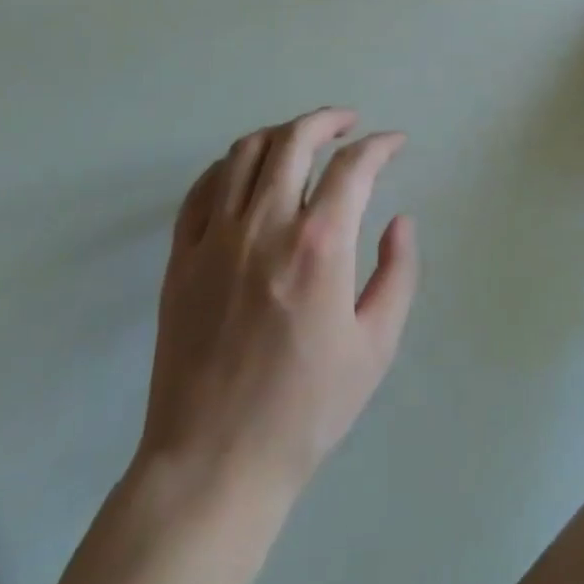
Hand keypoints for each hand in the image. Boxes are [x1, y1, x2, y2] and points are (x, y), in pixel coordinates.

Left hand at [139, 108, 418, 497]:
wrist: (215, 462)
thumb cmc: (306, 409)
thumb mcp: (376, 347)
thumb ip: (397, 273)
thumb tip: (401, 220)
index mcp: (318, 246)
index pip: (353, 167)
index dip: (380, 146)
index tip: (394, 144)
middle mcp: (265, 225)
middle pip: (294, 140)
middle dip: (327, 121)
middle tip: (348, 124)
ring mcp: (216, 238)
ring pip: (245, 153)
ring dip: (280, 133)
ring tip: (301, 140)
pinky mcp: (181, 257)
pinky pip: (202, 188)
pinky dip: (228, 165)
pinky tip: (246, 172)